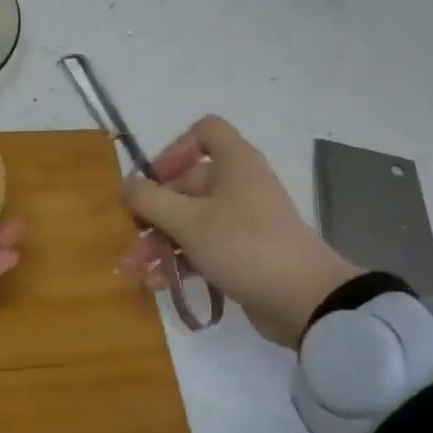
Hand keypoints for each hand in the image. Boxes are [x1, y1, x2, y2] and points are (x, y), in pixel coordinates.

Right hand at [118, 115, 362, 348]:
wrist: (306, 301)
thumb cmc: (244, 245)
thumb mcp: (188, 220)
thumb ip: (150, 199)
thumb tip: (126, 183)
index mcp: (234, 163)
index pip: (206, 131)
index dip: (176, 148)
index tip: (155, 178)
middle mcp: (239, 184)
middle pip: (188, 183)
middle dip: (153, 211)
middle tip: (129, 236)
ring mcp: (244, 220)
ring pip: (192, 219)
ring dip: (160, 240)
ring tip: (135, 268)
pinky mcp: (246, 252)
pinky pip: (205, 246)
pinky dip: (181, 259)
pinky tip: (158, 283)